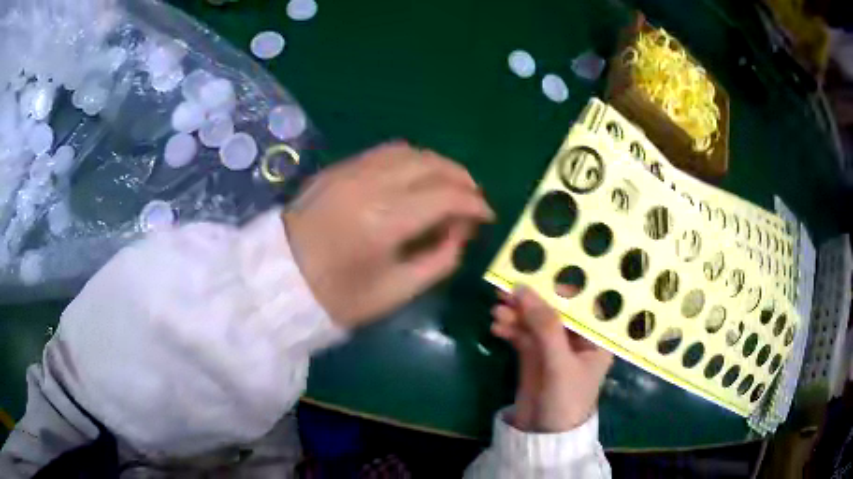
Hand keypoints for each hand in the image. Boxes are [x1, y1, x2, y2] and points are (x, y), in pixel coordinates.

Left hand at [284, 142, 493, 327]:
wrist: (278, 281)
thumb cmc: (337, 297)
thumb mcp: (396, 292)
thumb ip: (438, 260)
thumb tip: (460, 232)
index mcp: (385, 220)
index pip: (446, 196)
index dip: (474, 204)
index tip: (487, 216)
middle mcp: (370, 184)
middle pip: (431, 164)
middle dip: (461, 178)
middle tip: (473, 198)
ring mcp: (350, 170)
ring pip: (409, 151)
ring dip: (437, 164)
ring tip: (449, 184)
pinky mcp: (337, 168)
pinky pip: (384, 152)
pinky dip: (410, 159)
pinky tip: (416, 176)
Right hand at [491, 286, 612, 432]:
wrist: (543, 435)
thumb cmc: (565, 399)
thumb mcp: (559, 363)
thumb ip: (545, 326)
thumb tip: (522, 288)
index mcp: (594, 336)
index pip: (579, 302)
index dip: (557, 285)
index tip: (534, 272)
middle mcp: (575, 337)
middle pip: (553, 309)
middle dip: (530, 301)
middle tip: (505, 291)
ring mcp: (553, 346)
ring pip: (534, 321)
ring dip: (516, 314)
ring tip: (496, 313)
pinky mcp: (534, 355)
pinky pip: (522, 334)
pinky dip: (510, 328)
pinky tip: (496, 327)